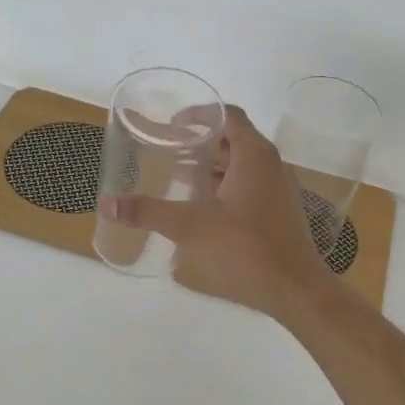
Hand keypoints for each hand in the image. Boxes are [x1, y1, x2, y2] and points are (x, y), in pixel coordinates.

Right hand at [98, 106, 337, 318]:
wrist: (296, 290)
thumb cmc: (245, 249)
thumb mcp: (190, 227)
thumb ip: (149, 212)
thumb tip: (108, 202)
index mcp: (255, 156)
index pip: (229, 116)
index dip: (200, 114)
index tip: (173, 124)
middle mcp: (272, 166)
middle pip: (235, 141)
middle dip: (202, 144)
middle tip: (170, 152)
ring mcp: (280, 191)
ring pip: (243, 168)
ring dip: (214, 169)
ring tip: (180, 179)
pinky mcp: (281, 215)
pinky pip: (251, 188)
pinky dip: (226, 189)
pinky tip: (205, 210)